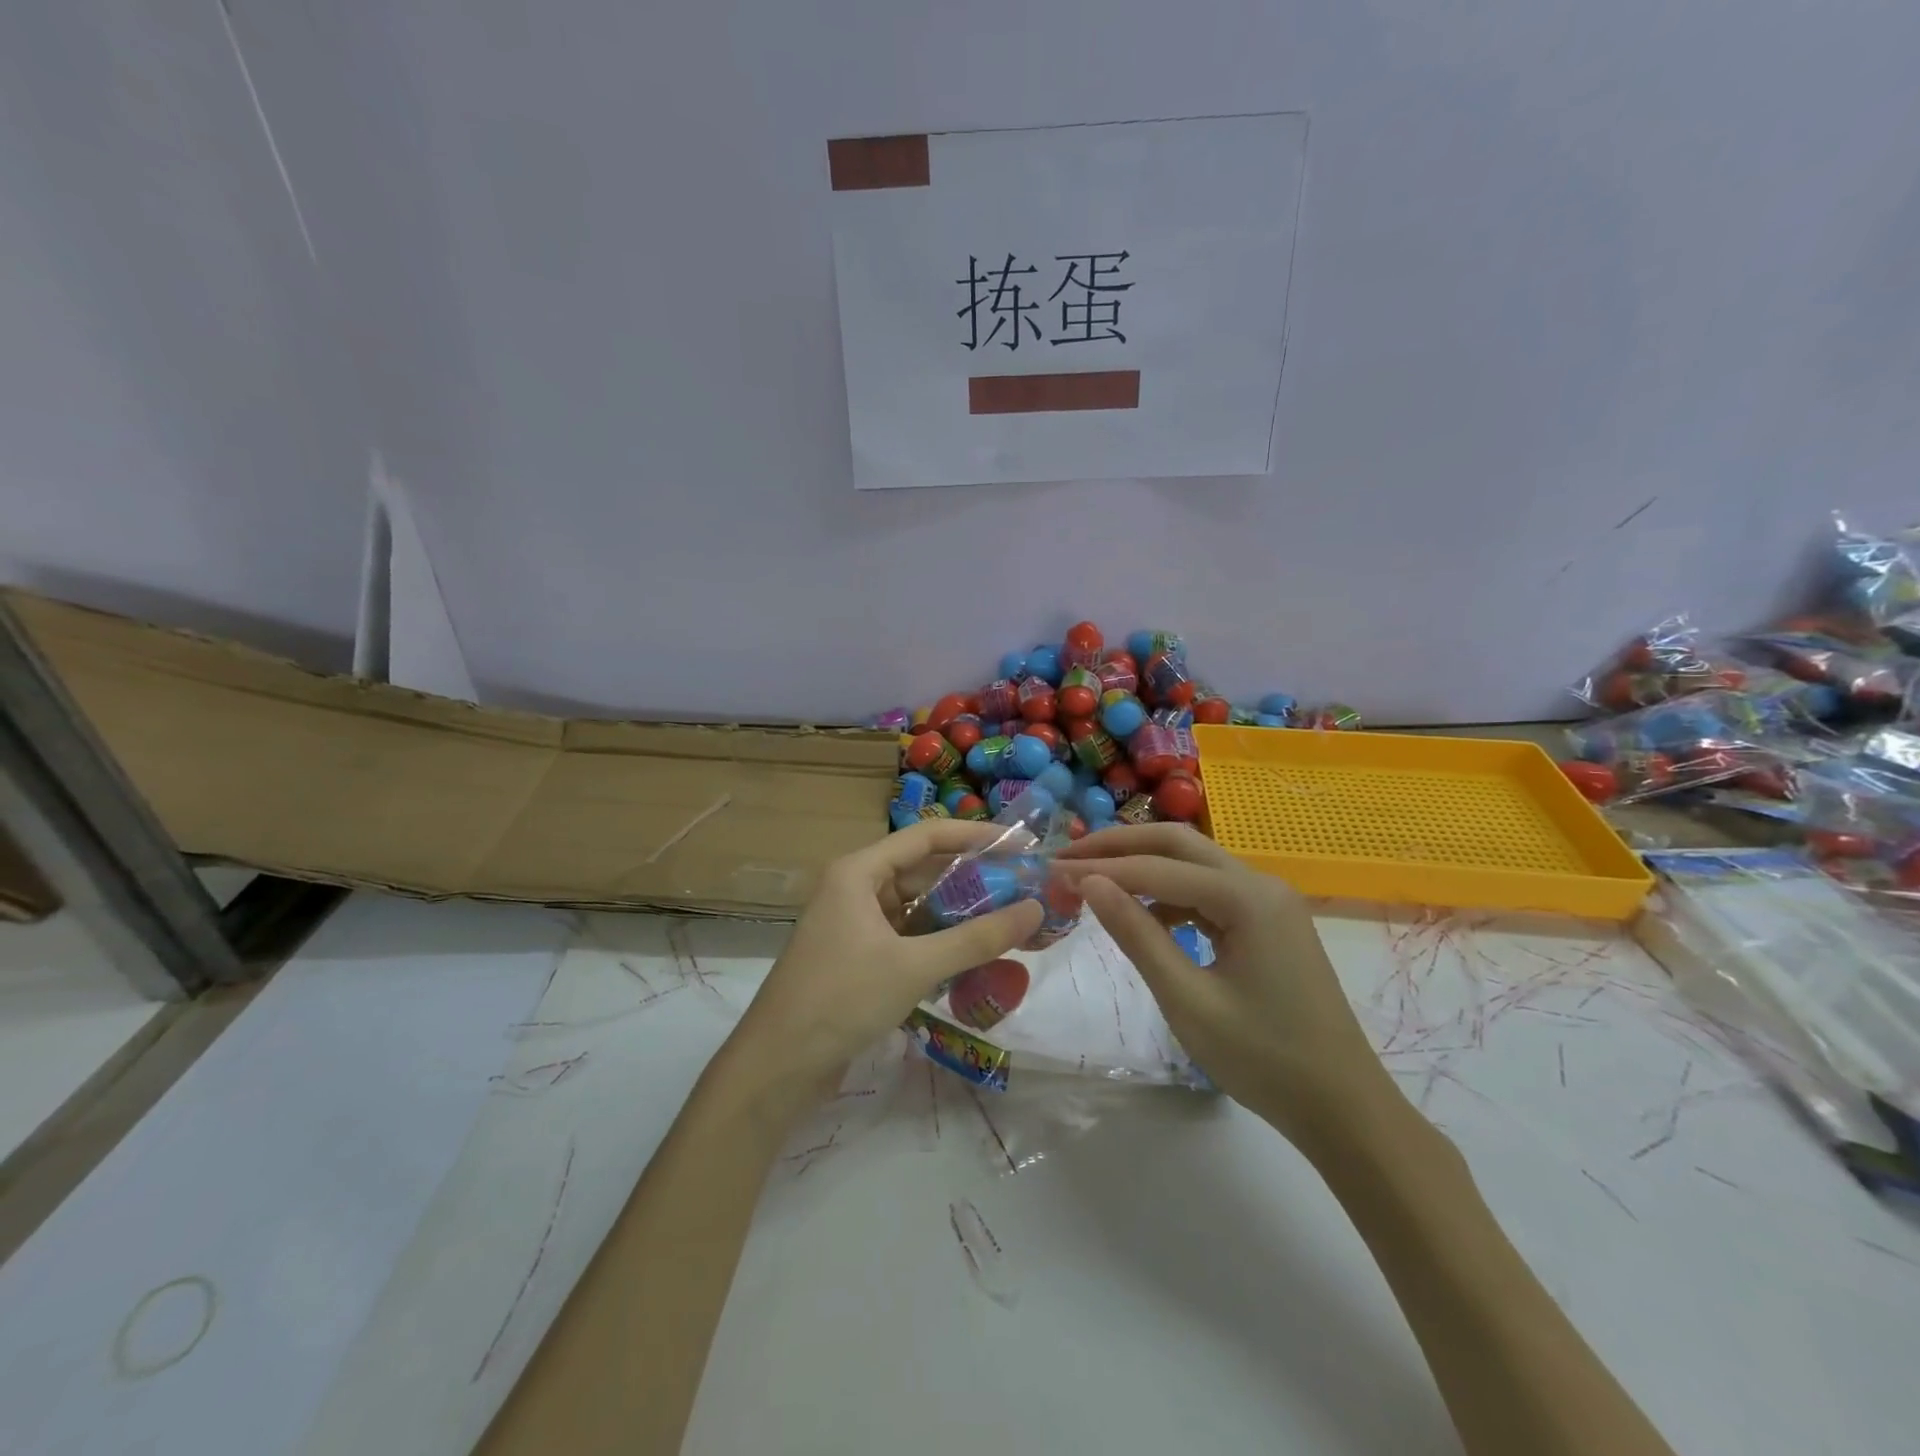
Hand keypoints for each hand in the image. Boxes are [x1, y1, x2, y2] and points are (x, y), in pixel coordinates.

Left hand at [725, 820, 1043, 1094]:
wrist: (777, 1067)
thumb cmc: (842, 999)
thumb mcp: (915, 966)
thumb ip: (977, 938)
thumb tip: (1035, 909)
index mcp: (858, 872)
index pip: (926, 837)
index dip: (976, 836)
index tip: (1020, 844)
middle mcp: (854, 888)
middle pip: (922, 871)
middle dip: (972, 880)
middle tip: (1023, 888)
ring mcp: (853, 924)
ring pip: (915, 908)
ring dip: (956, 915)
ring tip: (1008, 921)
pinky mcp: (856, 957)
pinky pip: (906, 937)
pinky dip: (937, 943)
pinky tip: (972, 957)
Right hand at [1056, 824, 1394, 1152]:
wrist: (1343, 1107)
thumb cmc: (1263, 1059)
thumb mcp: (1186, 999)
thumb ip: (1136, 934)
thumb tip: (1088, 883)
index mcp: (1246, 897)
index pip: (1157, 868)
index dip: (1100, 867)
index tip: (1052, 869)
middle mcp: (1260, 883)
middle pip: (1178, 843)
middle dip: (1120, 846)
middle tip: (1070, 856)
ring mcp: (1269, 900)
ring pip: (1194, 862)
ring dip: (1144, 865)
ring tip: (1096, 881)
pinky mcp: (1269, 921)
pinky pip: (1210, 890)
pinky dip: (1171, 892)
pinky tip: (1146, 916)